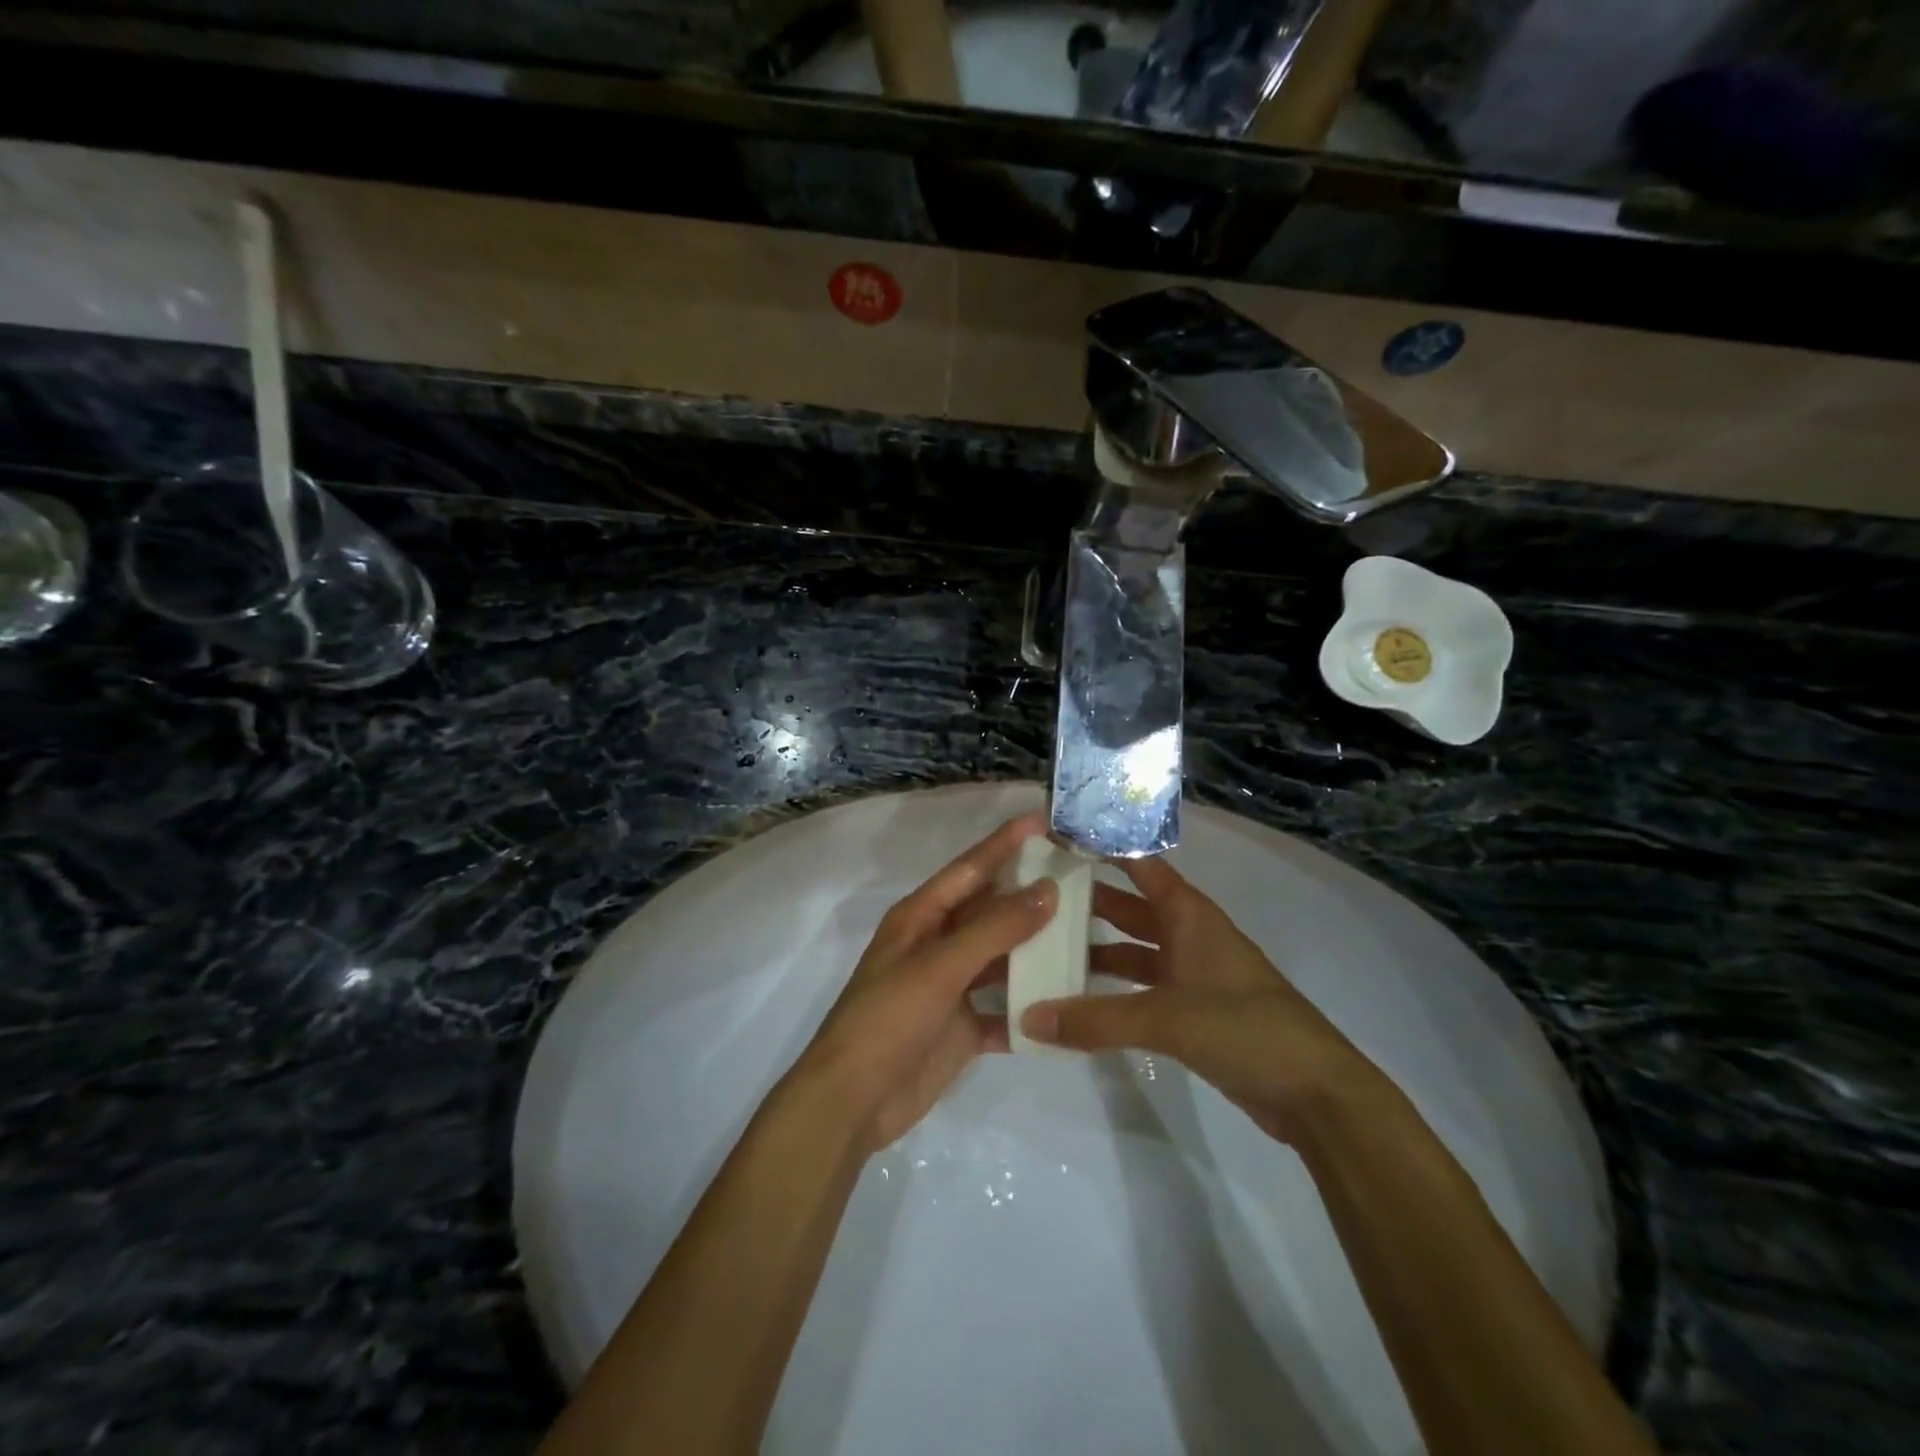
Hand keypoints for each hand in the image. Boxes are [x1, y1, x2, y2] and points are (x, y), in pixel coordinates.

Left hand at [794, 813, 1057, 1154]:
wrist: (854, 1101)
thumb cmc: (889, 1017)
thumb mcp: (940, 966)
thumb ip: (995, 929)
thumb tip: (1048, 890)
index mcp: (921, 917)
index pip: (970, 869)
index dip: (1005, 843)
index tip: (1044, 821)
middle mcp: (938, 945)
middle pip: (992, 911)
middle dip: (1032, 895)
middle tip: (1083, 879)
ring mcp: (952, 987)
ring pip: (1003, 959)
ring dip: (1038, 951)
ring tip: (1089, 936)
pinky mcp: (964, 1027)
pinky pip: (1006, 1009)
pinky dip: (1032, 1008)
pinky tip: (1071, 1004)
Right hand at [1021, 855, 1378, 1144]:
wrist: (1315, 1092)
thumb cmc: (1245, 1028)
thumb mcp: (1167, 1019)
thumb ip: (1097, 1020)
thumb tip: (1029, 1020)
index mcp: (1189, 915)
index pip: (1139, 865)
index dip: (1103, 847)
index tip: (1057, 836)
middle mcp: (1188, 935)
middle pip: (1129, 907)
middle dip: (1087, 899)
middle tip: (1034, 895)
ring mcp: (1191, 974)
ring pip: (1133, 949)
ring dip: (1096, 949)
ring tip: (1045, 948)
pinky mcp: (1192, 1011)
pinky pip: (1141, 988)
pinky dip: (1112, 990)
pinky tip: (1078, 1000)